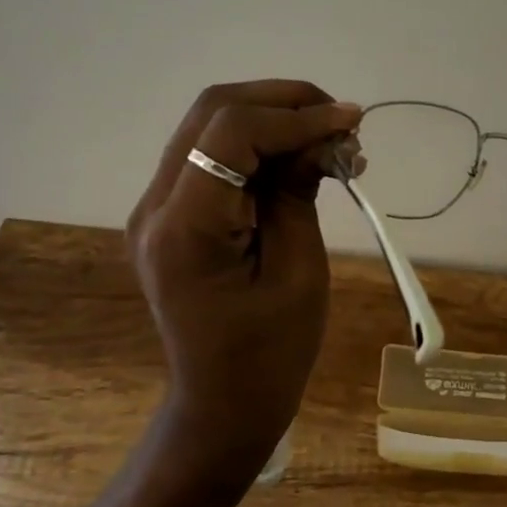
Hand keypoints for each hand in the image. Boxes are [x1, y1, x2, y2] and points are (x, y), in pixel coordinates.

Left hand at [127, 80, 362, 465]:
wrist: (222, 404)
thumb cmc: (270, 355)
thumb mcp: (300, 272)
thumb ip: (301, 192)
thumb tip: (324, 135)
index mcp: (185, 229)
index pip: (231, 133)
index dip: (295, 116)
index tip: (351, 122)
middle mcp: (155, 207)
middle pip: (212, 111)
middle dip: (283, 102)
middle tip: (341, 121)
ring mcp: (155, 209)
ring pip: (210, 125)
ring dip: (273, 118)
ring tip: (330, 138)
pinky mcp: (170, 215)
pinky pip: (212, 156)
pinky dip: (259, 145)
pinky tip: (301, 158)